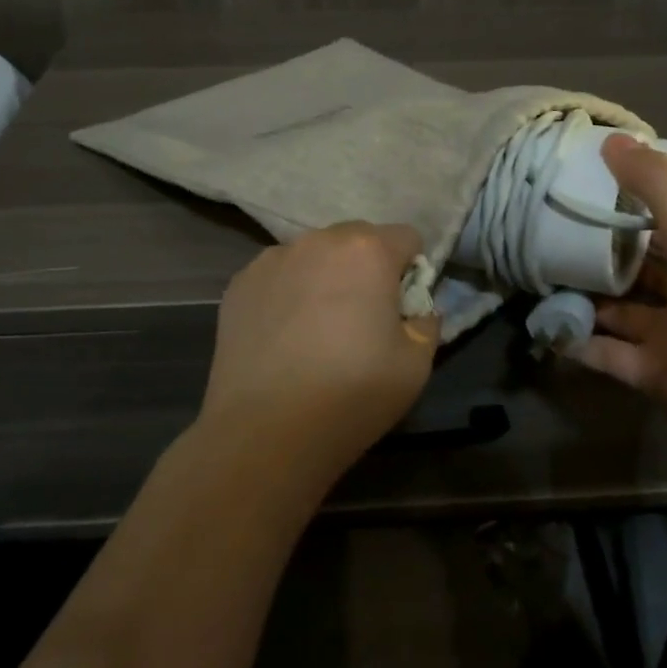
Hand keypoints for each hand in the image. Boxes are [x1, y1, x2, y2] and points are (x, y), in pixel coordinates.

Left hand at [198, 222, 441, 490]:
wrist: (266, 430)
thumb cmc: (352, 394)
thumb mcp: (416, 365)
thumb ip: (426, 323)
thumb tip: (417, 311)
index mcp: (368, 250)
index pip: (406, 237)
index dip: (412, 270)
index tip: (402, 307)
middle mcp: (319, 240)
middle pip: (357, 239)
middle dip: (367, 267)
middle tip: (361, 317)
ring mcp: (273, 258)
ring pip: (314, 255)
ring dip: (325, 276)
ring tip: (316, 328)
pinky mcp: (240, 282)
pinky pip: (278, 274)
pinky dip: (288, 292)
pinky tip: (283, 335)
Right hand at [568, 135, 666, 432]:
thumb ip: (654, 182)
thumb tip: (611, 137)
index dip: (643, 206)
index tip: (598, 187)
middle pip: (647, 270)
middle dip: (608, 253)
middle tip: (560, 227)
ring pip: (623, 312)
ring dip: (590, 297)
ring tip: (544, 272)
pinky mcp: (654, 374)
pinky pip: (608, 353)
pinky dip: (579, 341)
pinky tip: (545, 322)